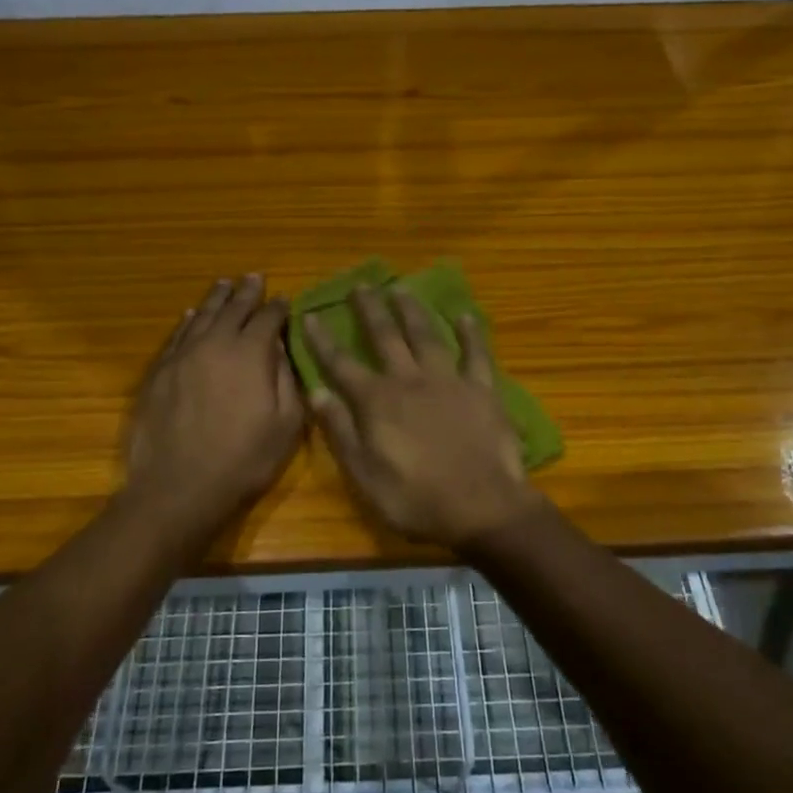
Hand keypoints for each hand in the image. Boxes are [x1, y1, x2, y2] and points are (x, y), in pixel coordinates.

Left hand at [125, 275, 304, 525]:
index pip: (268, 319)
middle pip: (233, 309)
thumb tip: (279, 346)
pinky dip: (187, 321)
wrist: (178, 487)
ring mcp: (182, 356)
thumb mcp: (285, 425)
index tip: (284, 299)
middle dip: (246, 292)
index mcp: (250, 354)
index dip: (278, 307)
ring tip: (225, 284)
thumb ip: (285, 379)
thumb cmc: (242, 460)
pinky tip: (191, 314)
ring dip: (216, 299)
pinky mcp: (159, 372)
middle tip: (254, 277)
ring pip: (202, 316)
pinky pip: (177, 336)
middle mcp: (215, 344)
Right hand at [302, 288, 540, 551]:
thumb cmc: (416, 499)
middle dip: (370, 310)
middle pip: (385, 337)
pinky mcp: (482, 389)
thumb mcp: (364, 474)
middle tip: (361, 285)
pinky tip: (465, 316)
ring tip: (402, 288)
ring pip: (426, 335)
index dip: (323, 340)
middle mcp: (410, 380)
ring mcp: (449, 381)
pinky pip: (476, 354)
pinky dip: (471, 333)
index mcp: (377, 401)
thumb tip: (316, 391)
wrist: (482, 506)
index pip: (341, 364)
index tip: (310, 315)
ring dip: (412, 310)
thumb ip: (340, 430)